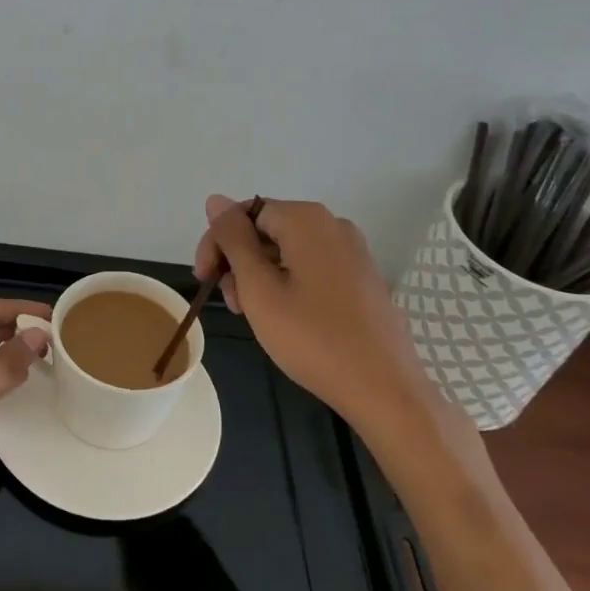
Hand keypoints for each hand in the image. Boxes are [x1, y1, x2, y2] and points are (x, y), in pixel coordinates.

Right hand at [194, 195, 440, 426]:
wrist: (385, 390)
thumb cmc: (313, 338)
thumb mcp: (259, 289)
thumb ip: (233, 240)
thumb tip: (215, 200)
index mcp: (306, 219)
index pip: (243, 213)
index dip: (217, 243)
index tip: (204, 279)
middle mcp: (332, 224)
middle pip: (266, 229)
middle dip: (239, 261)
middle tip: (231, 304)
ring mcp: (351, 251)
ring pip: (286, 250)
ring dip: (259, 275)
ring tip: (252, 315)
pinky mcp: (361, 277)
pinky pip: (310, 265)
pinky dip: (287, 283)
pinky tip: (282, 317)